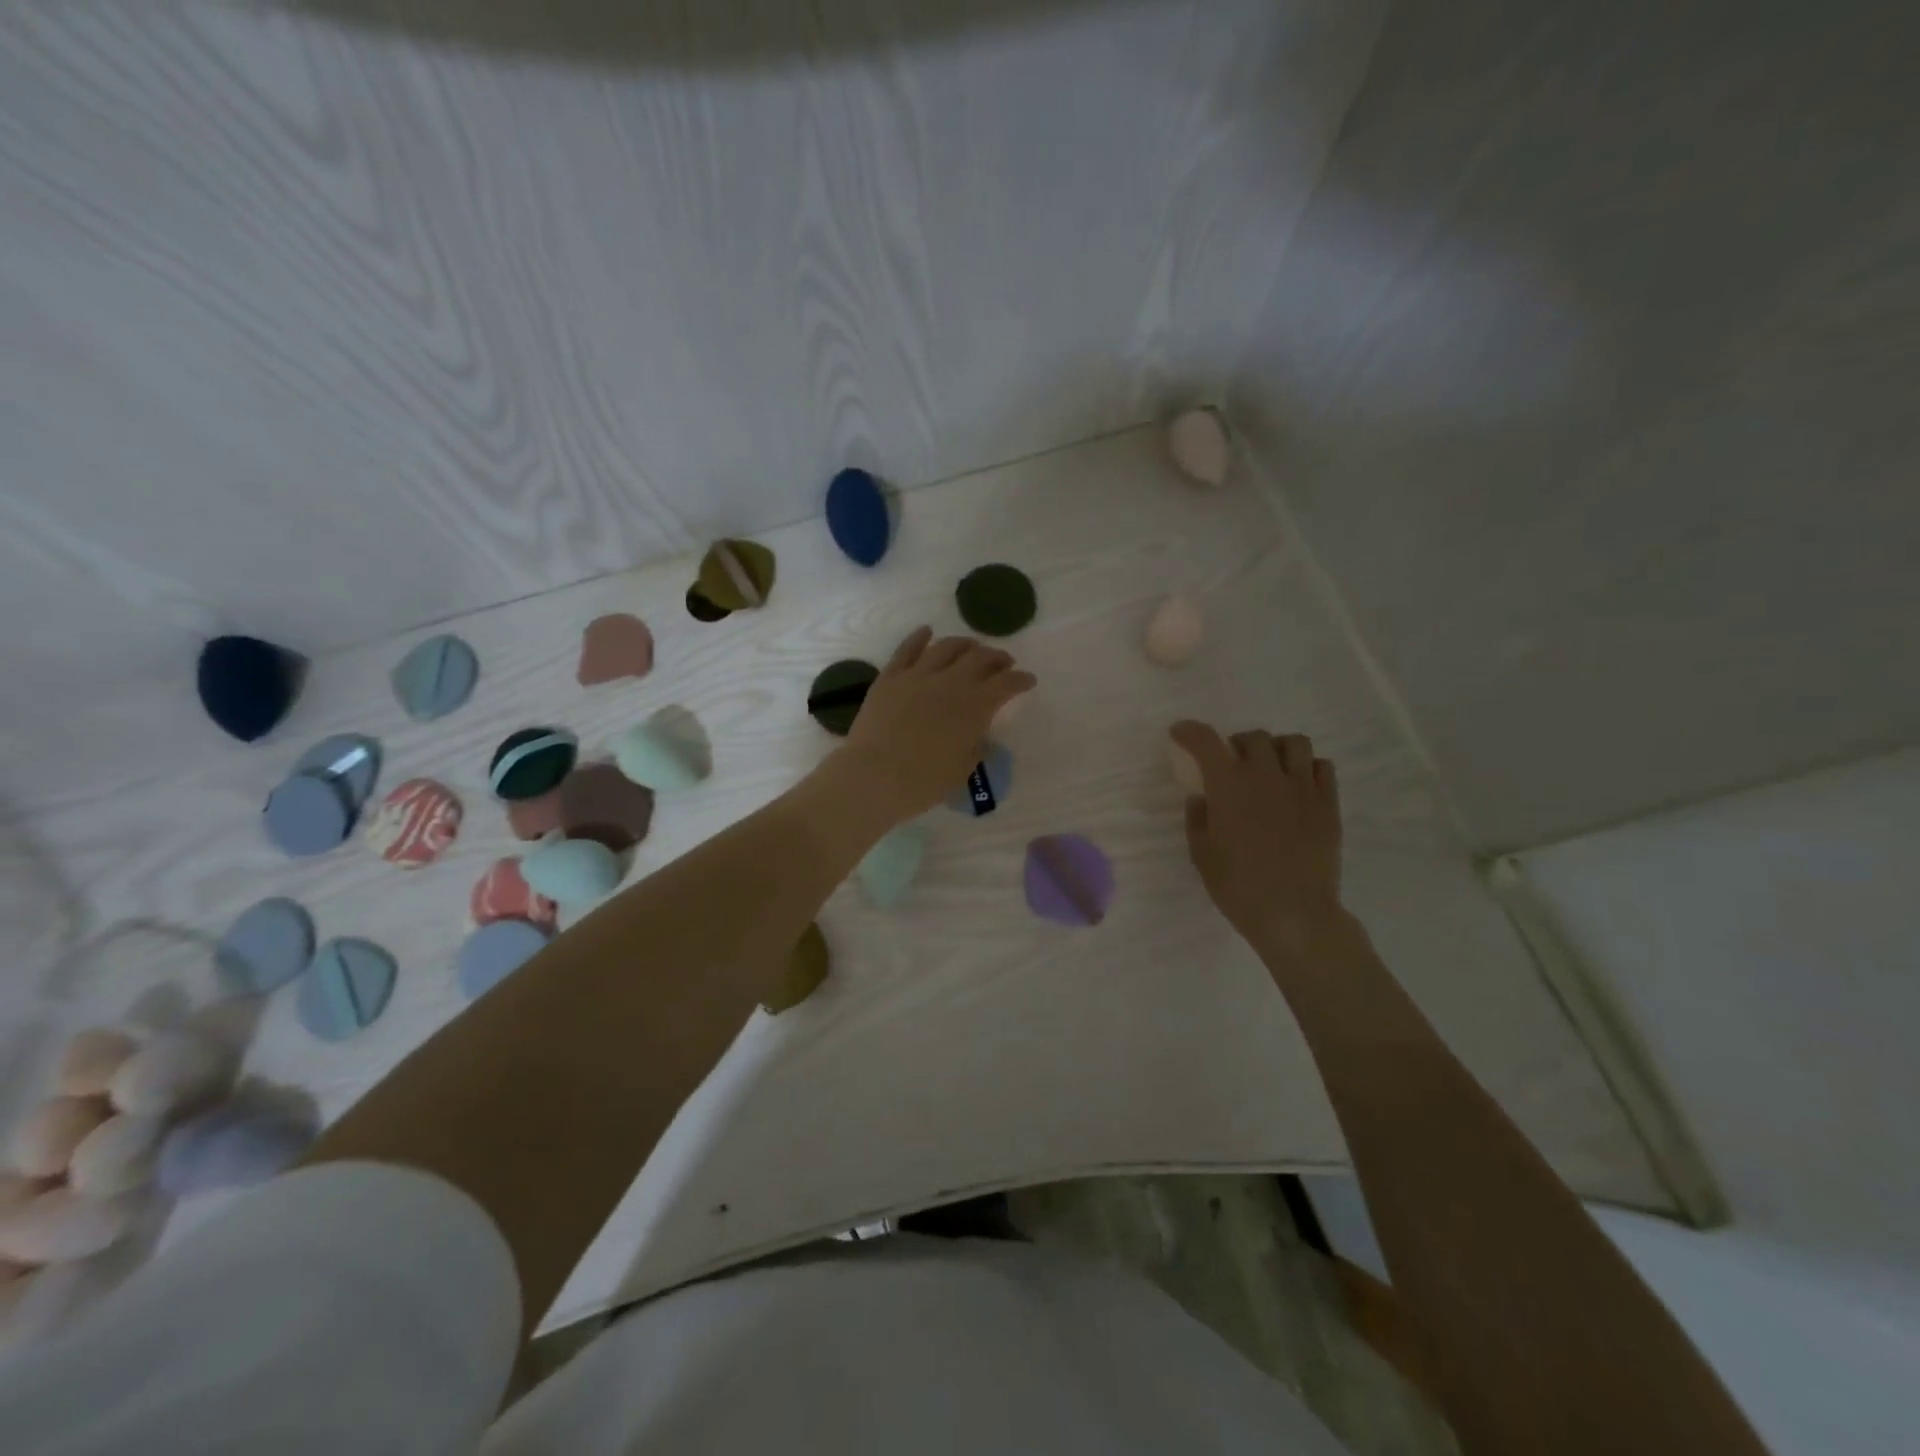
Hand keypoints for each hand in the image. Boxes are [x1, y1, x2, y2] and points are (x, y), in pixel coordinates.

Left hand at [839, 627, 1035, 822]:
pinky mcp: (890, 677)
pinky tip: (927, 632)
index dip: (1021, 680)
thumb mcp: (962, 770)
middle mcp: (951, 682)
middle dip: (997, 658)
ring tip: (972, 647)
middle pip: (981, 658)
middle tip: (1003, 663)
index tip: (1028, 681)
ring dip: (965, 644)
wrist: (873, 777)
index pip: (1007, 684)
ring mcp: (918, 675)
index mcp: (975, 706)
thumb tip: (981, 737)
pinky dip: (920, 637)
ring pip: (947, 647)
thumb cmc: (923, 782)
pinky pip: (907, 649)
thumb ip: (976, 748)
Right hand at [1172, 721, 1345, 955]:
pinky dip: (1307, 767)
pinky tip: (1297, 786)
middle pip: (1253, 737)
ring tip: (1269, 768)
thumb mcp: (1202, 854)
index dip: (1190, 731)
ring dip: (1276, 749)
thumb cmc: (1238, 887)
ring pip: (1294, 743)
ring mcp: (1302, 788)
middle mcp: (1266, 776)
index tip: (1180, 733)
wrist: (1294, 914)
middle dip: (1236, 744)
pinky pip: (1322, 767)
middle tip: (1231, 764)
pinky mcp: (1328, 804)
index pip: (1206, 742)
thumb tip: (1203, 798)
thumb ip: (1198, 819)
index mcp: (1229, 787)